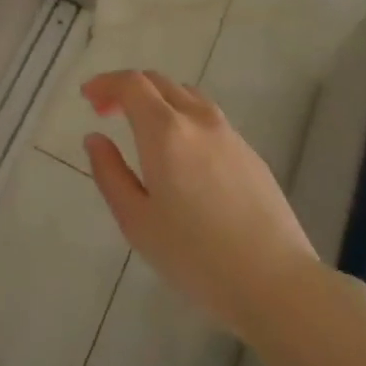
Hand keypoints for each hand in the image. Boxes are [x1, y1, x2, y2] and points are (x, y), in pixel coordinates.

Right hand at [81, 70, 318, 344]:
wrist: (277, 284)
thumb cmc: (196, 257)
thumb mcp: (137, 222)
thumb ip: (110, 174)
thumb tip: (96, 139)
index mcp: (165, 131)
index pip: (131, 84)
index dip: (105, 83)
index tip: (88, 98)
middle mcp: (198, 120)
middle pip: (159, 82)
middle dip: (128, 89)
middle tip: (107, 112)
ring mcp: (229, 134)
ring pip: (187, 95)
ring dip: (158, 100)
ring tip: (144, 130)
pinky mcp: (250, 153)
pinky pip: (208, 118)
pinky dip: (183, 117)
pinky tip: (182, 155)